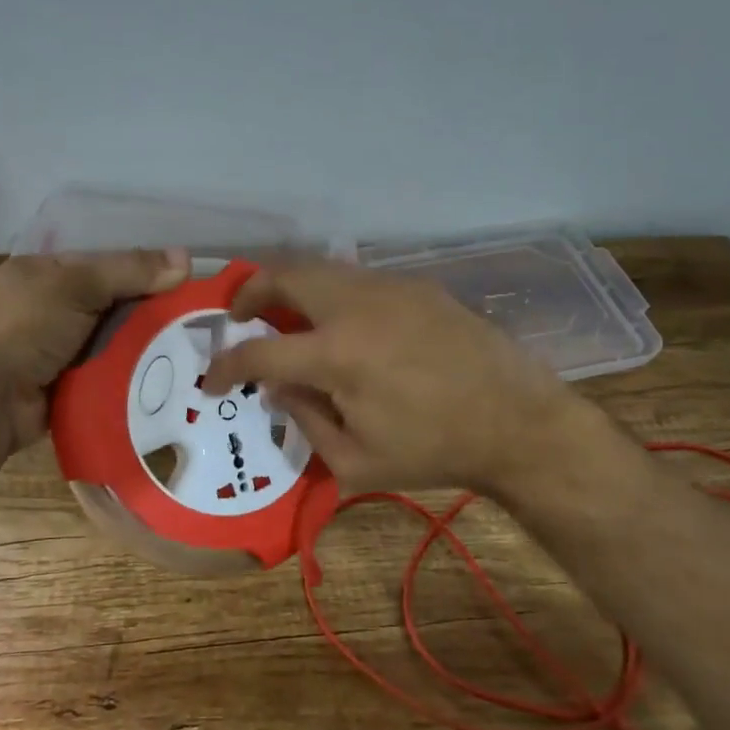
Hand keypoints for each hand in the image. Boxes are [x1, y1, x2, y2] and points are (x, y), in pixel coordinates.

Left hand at [0, 249, 189, 450]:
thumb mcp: (77, 287)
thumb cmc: (26, 330)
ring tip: (193, 343)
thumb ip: (129, 271)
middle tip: (196, 314)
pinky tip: (167, 370)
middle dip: (149, 307)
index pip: (103, 261)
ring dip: (145, 341)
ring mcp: (58, 345)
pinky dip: (131, 367)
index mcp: (43, 271)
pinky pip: (109, 366)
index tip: (185, 277)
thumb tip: (187, 259)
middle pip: (113, 300)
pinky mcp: (68, 379)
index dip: (143, 266)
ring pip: (115, 335)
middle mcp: (50, 304)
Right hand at [204, 260, 635, 497]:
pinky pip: (357, 278)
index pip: (260, 351)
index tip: (212, 378)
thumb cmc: (435, 450)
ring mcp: (389, 288)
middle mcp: (356, 306)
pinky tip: (341, 321)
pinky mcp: (416, 285)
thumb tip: (278, 388)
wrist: (517, 421)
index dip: (226, 365)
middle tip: (240, 316)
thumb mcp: (357, 462)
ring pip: (321, 267)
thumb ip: (305, 421)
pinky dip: (331, 291)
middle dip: (249, 291)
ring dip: (290, 286)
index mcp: (337, 355)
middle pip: (284, 275)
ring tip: (285, 314)